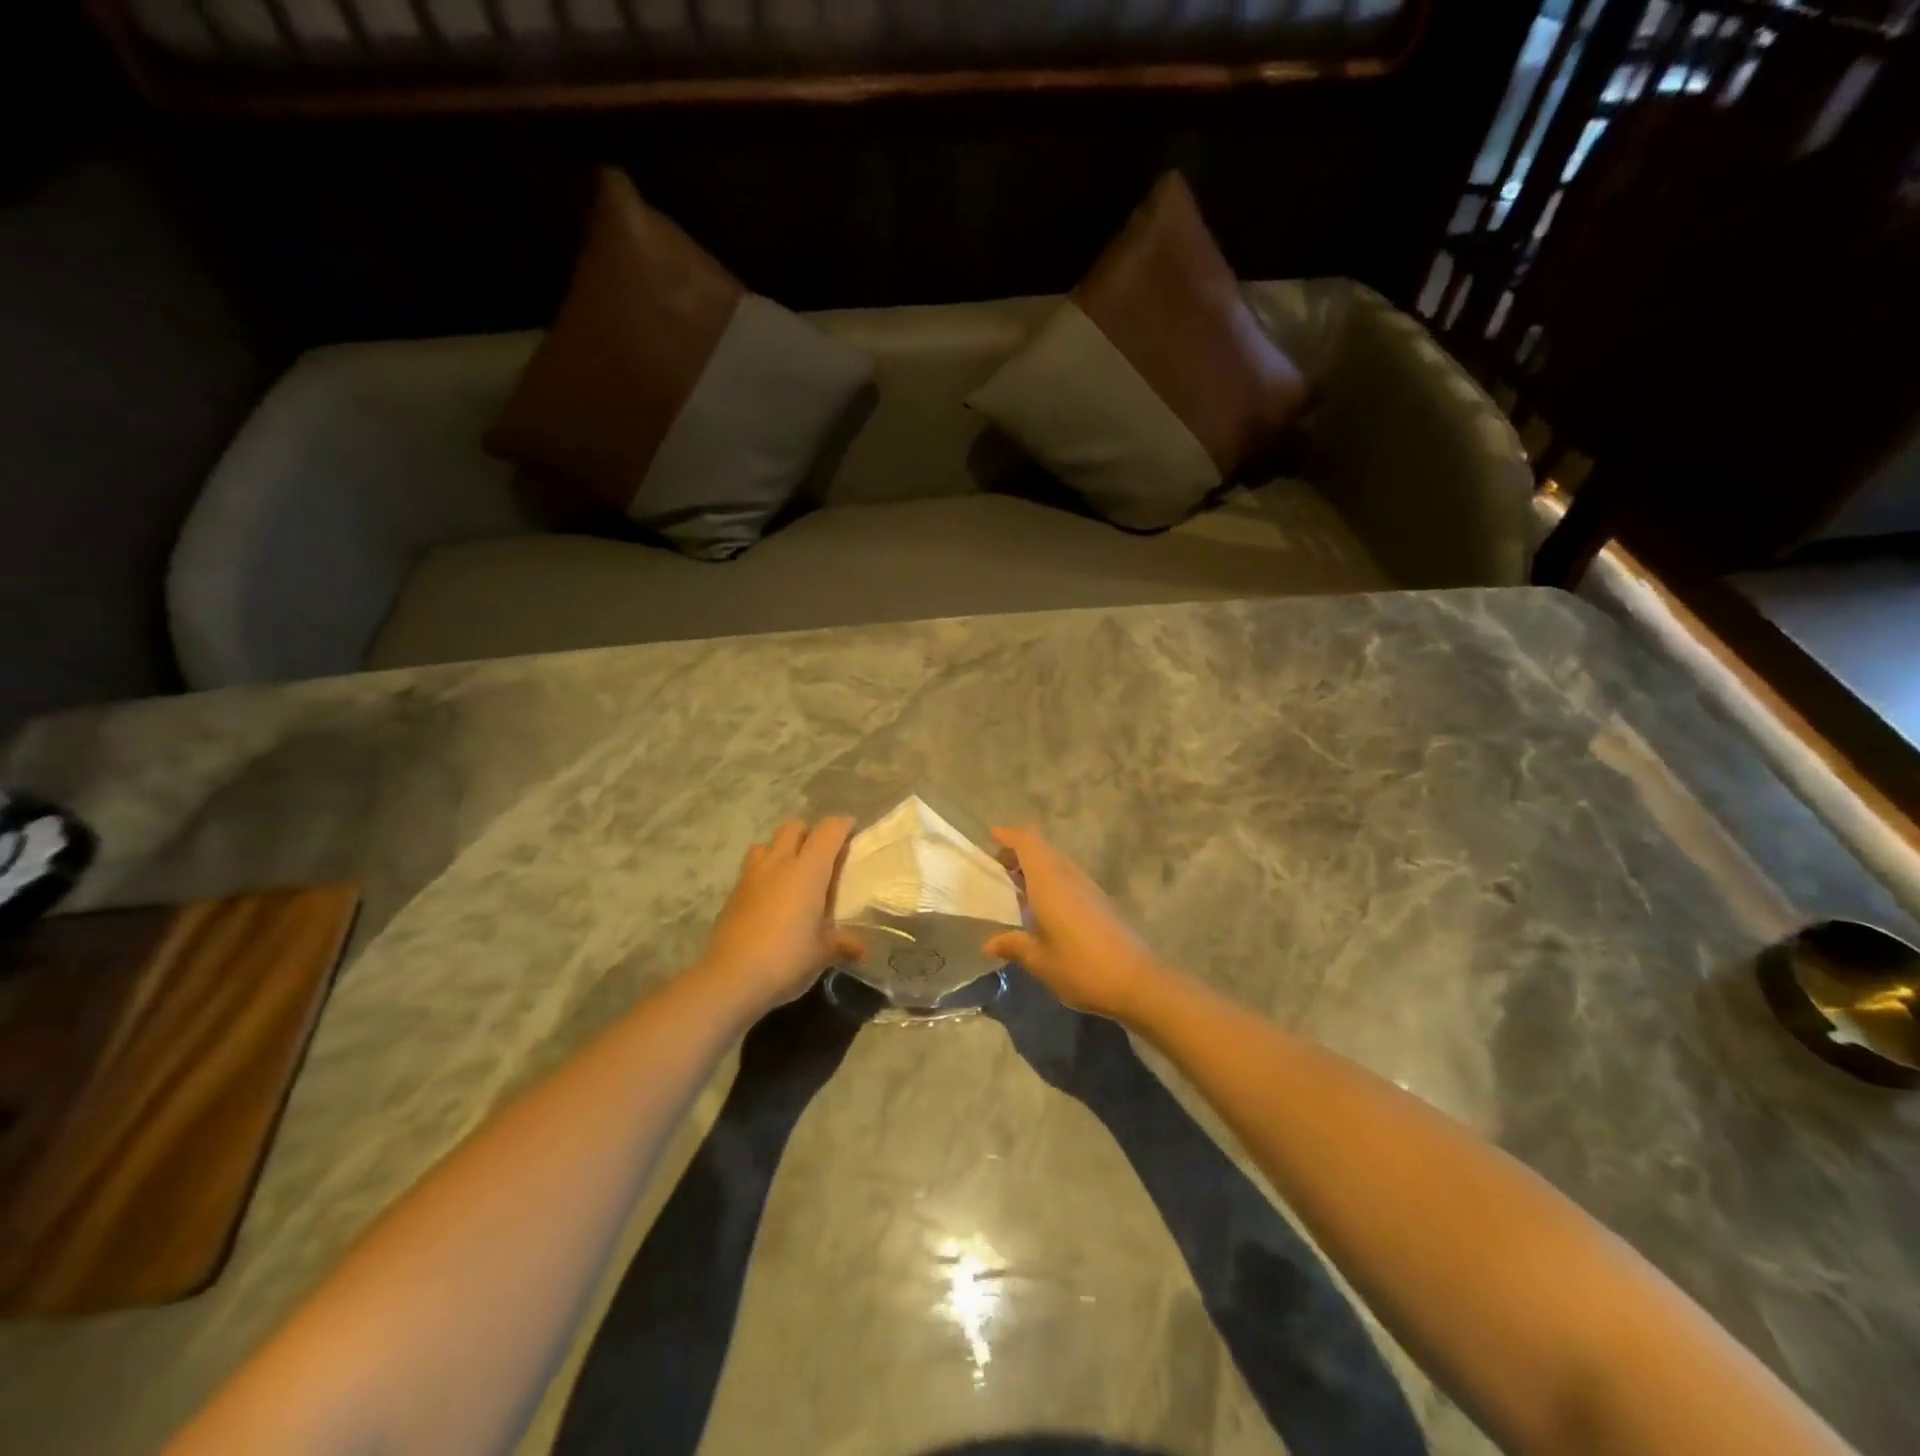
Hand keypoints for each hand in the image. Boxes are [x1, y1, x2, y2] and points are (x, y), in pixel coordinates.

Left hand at [697, 818, 863, 1017]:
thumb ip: (845, 944)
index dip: (843, 826)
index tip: (853, 833)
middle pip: (794, 827)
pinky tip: (771, 899)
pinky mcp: (732, 893)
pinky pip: (752, 869)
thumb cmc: (787, 959)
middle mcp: (779, 863)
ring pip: (767, 844)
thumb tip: (863, 951)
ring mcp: (751, 876)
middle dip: (810, 834)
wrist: (730, 979)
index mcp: (808, 870)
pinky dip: (765, 874)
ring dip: (782, 850)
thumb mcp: (823, 953)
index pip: (828, 830)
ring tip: (793, 875)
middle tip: (823, 857)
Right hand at [983, 827, 1169, 1023]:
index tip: (991, 837)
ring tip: (1016, 890)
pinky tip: (1043, 909)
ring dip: (1036, 867)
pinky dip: (1050, 881)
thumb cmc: (1080, 967)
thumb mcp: (1039, 961)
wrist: (1136, 981)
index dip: (1009, 835)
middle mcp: (1069, 875)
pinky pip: (1068, 877)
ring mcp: (1087, 886)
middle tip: (998, 871)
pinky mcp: (1100, 900)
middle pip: (1041, 849)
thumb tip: (989, 944)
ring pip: (1056, 862)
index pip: (1027, 842)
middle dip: (1019, 853)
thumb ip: (1013, 946)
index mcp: (1049, 881)